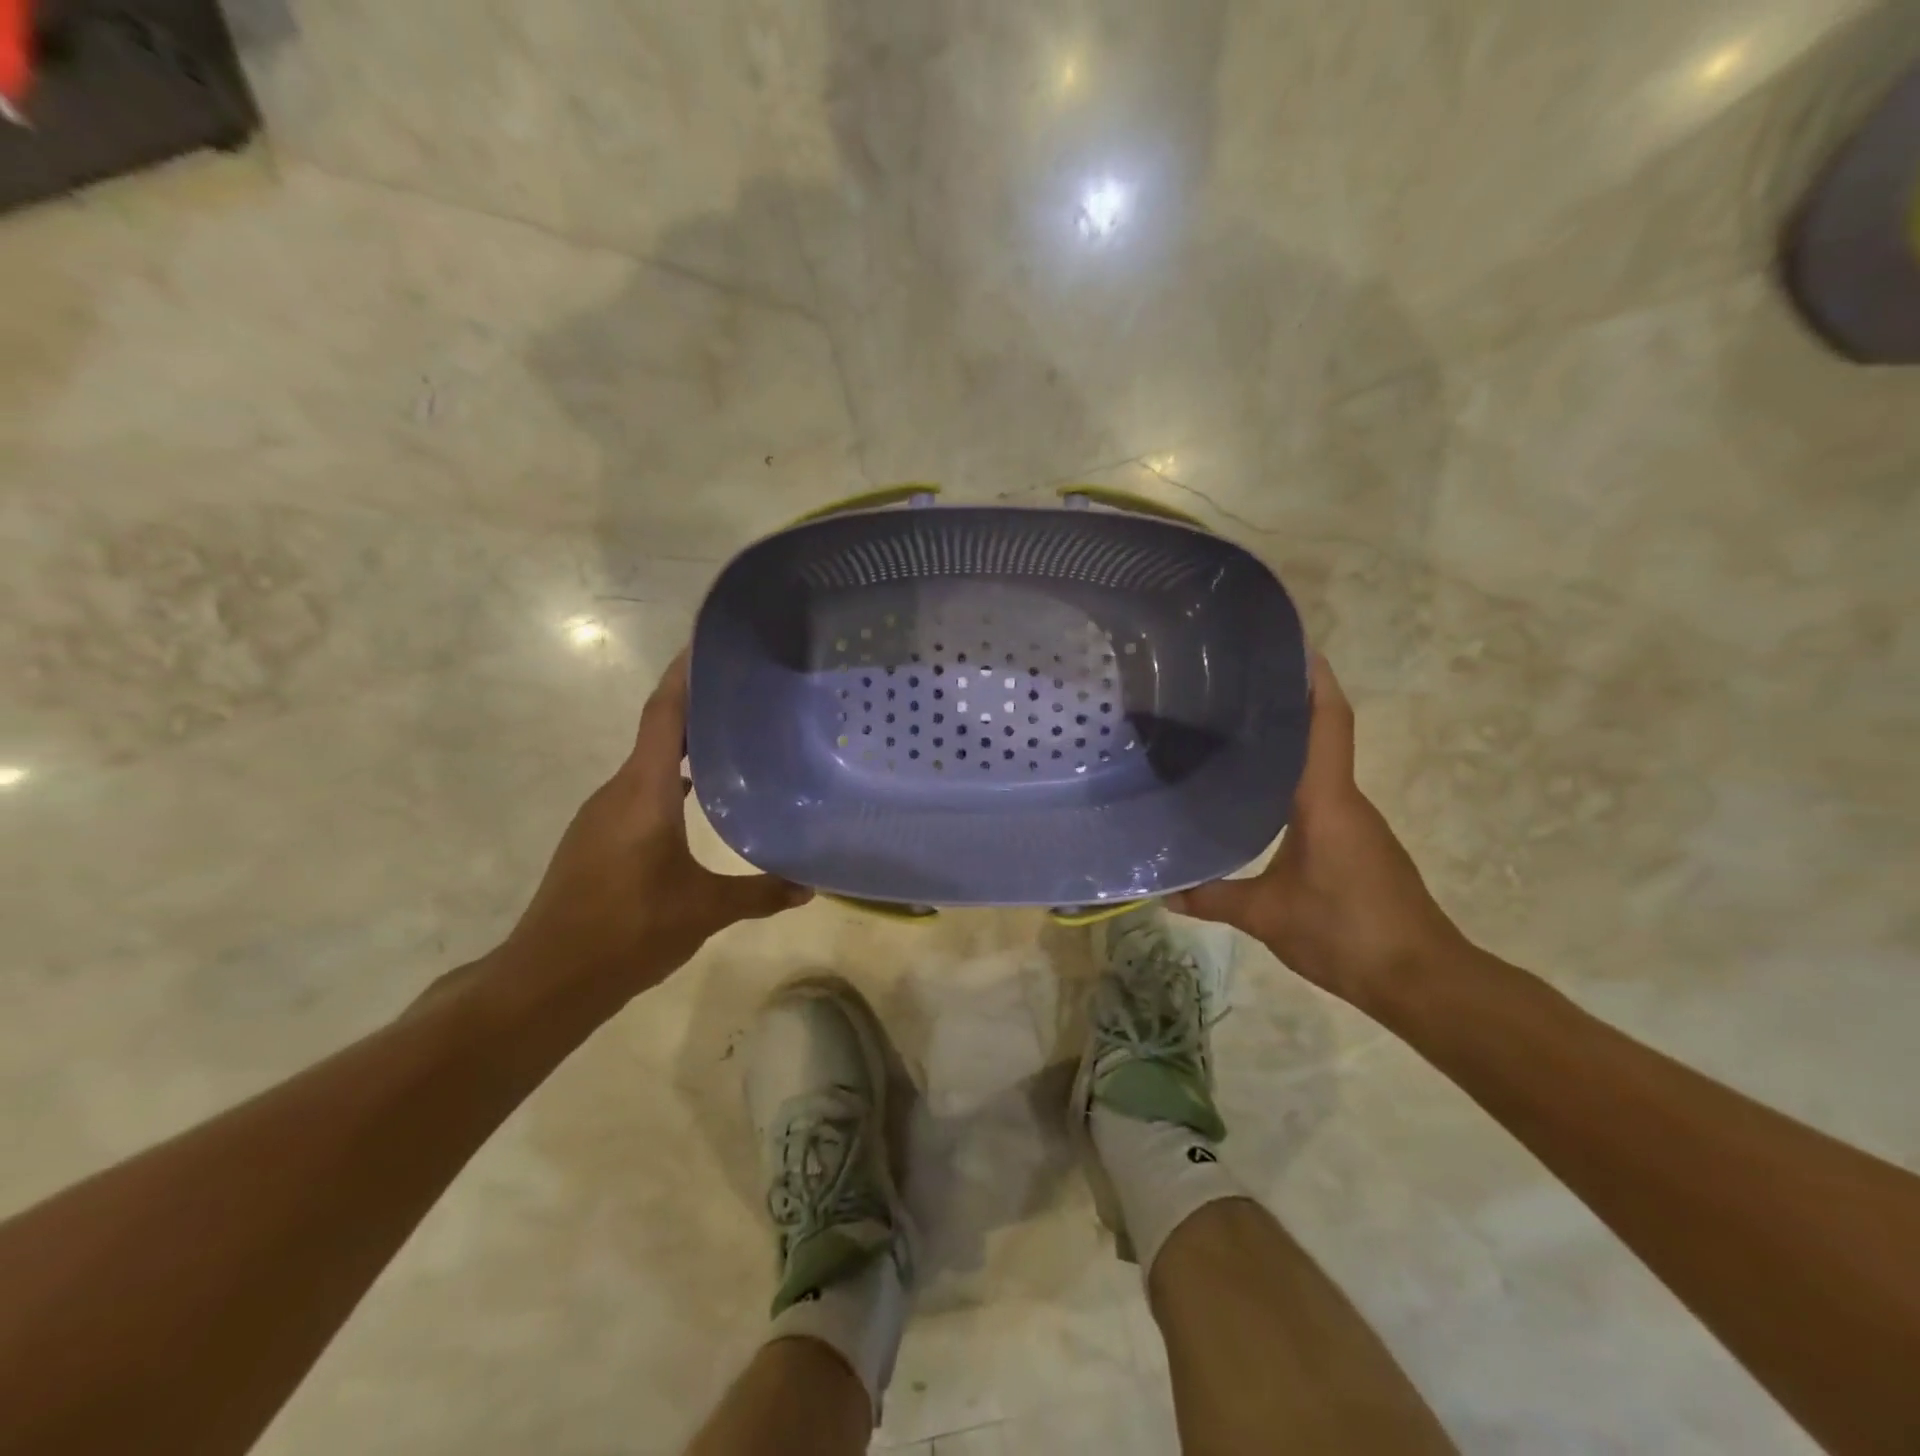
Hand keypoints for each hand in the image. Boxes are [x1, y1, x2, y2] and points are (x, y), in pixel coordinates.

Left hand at [497, 652, 809, 1004]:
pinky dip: (671, 781)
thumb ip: (760, 893)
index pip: (664, 714)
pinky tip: (700, 800)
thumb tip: (810, 886)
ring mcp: (603, 814)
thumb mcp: (705, 910)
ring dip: (685, 747)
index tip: (709, 643)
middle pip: (658, 731)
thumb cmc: (628, 930)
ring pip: (649, 764)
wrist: (549, 978)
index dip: (685, 674)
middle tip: (748, 695)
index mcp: (644, 791)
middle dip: (699, 707)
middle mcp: (619, 790)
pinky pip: (641, 790)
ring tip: (734, 741)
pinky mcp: (598, 837)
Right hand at [1169, 654, 1464, 1014]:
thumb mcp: (1268, 916)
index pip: (1327, 723)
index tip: (1294, 644)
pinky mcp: (1357, 846)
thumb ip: (1214, 898)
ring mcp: (1356, 823)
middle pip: (1320, 735)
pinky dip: (1290, 783)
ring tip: (1231, 735)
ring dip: (1285, 746)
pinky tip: (1256, 796)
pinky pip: (1320, 798)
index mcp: (1326, 799)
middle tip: (1231, 688)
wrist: (1423, 980)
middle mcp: (1345, 800)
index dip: (1314, 679)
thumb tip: (1163, 892)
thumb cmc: (1347, 931)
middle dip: (1286, 704)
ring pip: (1317, 769)